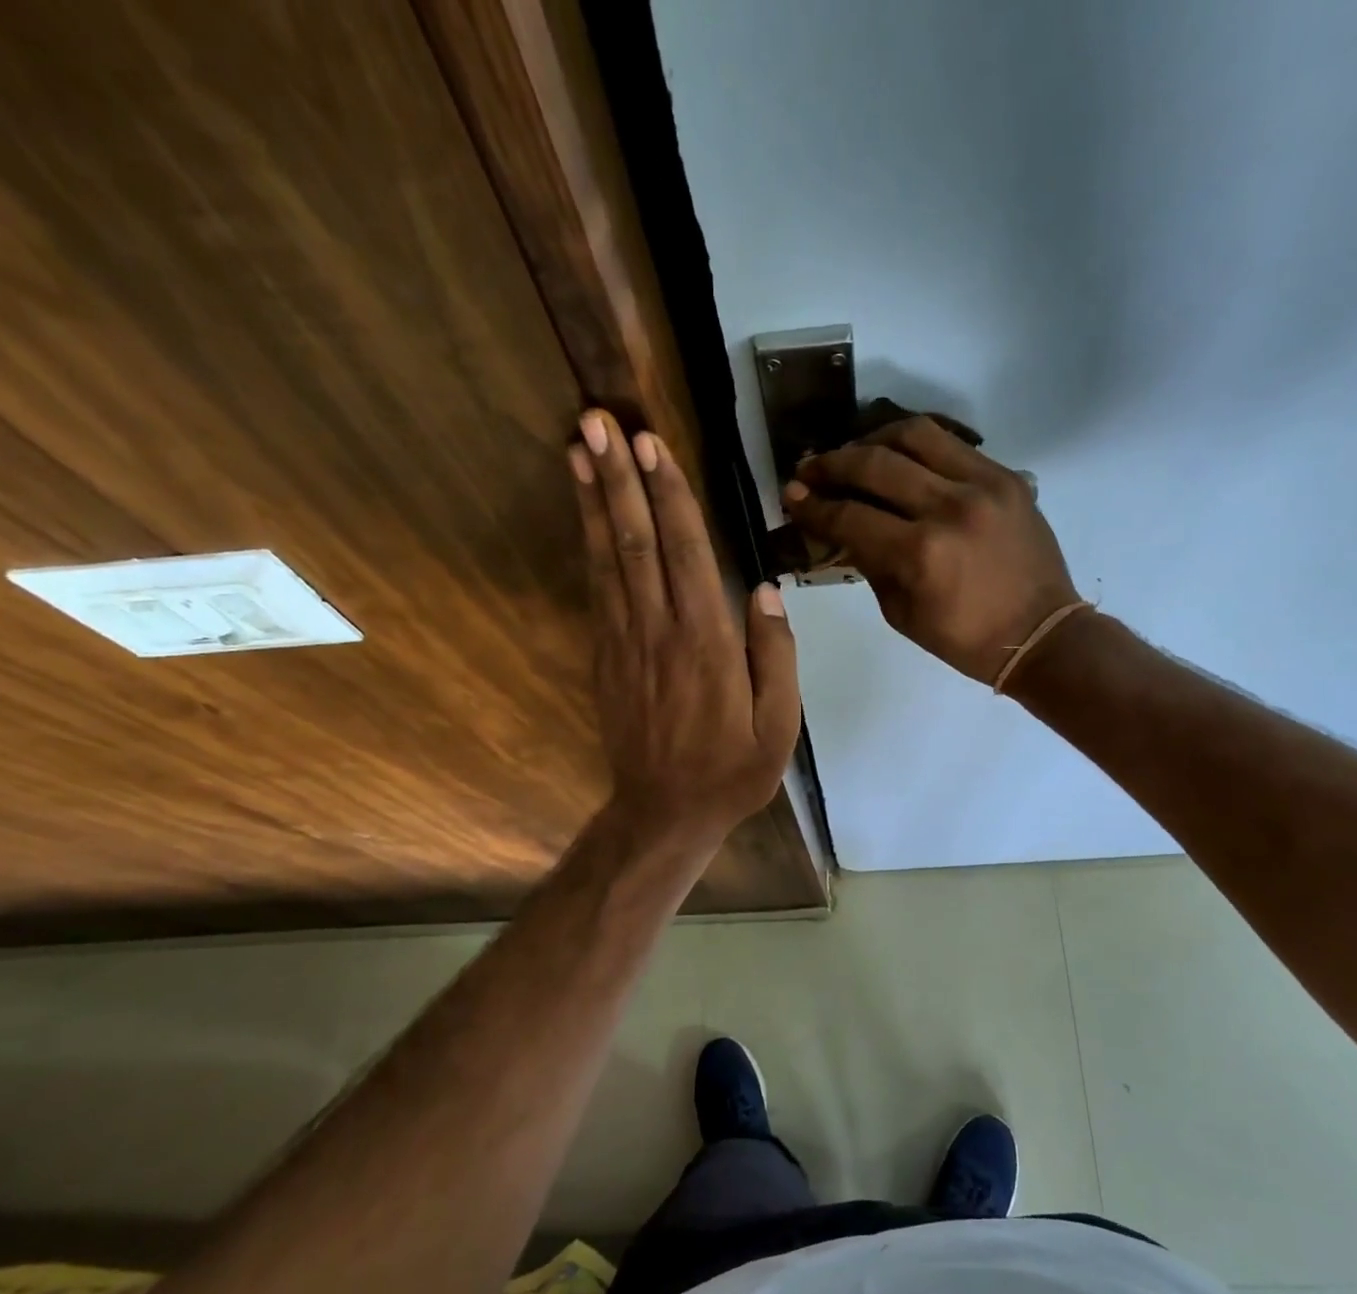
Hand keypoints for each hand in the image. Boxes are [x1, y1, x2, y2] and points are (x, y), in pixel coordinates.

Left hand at [570, 411, 800, 843]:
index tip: (650, 444)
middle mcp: (659, 629)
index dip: (668, 495)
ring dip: (593, 499)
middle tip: (598, 419)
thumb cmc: (732, 770)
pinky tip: (585, 514)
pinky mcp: (605, 656)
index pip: (687, 551)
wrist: (665, 811)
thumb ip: (775, 655)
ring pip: (607, 557)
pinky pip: (597, 588)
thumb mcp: (778, 724)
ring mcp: (625, 641)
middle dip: (619, 476)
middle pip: (636, 540)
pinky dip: (588, 544)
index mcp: (706, 641)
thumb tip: (766, 589)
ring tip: (578, 447)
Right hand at [782, 417, 1079, 684]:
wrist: (1040, 634)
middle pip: (875, 464)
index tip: (791, 496)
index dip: (813, 506)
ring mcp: (983, 485)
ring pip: (915, 435)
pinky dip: (916, 444)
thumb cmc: (965, 639)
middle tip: (809, 468)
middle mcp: (949, 508)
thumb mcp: (902, 614)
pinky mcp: (1006, 476)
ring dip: (873, 439)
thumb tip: (842, 529)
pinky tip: (899, 455)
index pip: (850, 517)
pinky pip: (952, 443)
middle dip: (831, 464)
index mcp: (921, 554)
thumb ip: (869, 565)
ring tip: (854, 453)